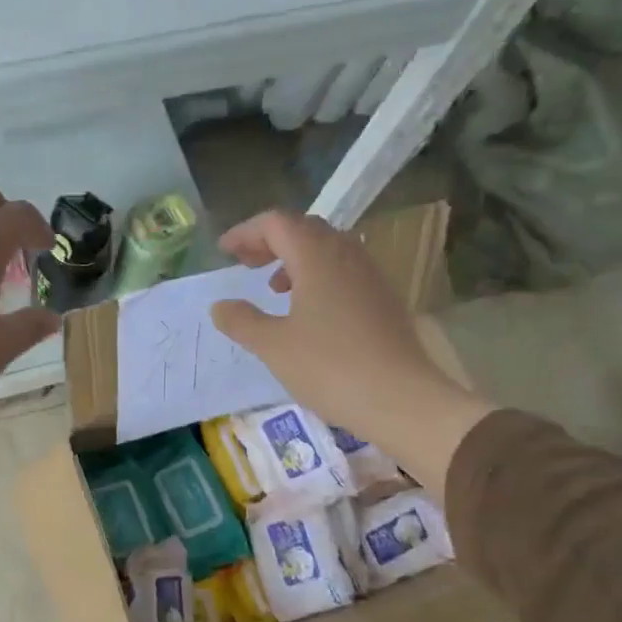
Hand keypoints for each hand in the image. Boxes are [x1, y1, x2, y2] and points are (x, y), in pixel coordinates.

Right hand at [209, 210, 494, 494]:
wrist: (401, 398)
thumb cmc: (330, 367)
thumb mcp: (273, 347)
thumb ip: (242, 321)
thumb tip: (220, 306)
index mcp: (316, 257)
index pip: (276, 223)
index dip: (246, 232)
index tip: (224, 252)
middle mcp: (347, 255)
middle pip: (304, 229)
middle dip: (270, 241)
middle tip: (246, 264)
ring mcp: (370, 275)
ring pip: (328, 248)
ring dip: (295, 258)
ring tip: (275, 288)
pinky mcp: (384, 299)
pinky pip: (345, 270)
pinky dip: (318, 276)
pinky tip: (309, 311)